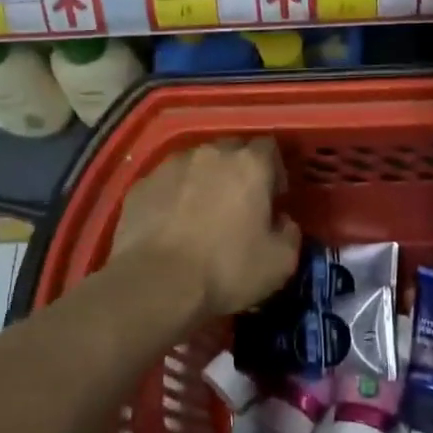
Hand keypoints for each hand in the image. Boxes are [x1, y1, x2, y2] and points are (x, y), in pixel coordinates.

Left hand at [113, 138, 301, 320]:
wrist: (155, 285)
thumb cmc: (226, 270)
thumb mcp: (280, 263)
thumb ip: (290, 234)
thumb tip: (283, 222)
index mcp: (249, 165)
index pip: (269, 147)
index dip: (274, 170)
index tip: (273, 197)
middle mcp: (210, 154)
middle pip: (231, 149)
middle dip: (238, 170)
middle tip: (239, 204)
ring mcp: (171, 166)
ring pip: (196, 163)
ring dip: (204, 180)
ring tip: (201, 213)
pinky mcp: (142, 184)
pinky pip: (166, 183)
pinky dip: (173, 196)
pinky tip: (171, 225)